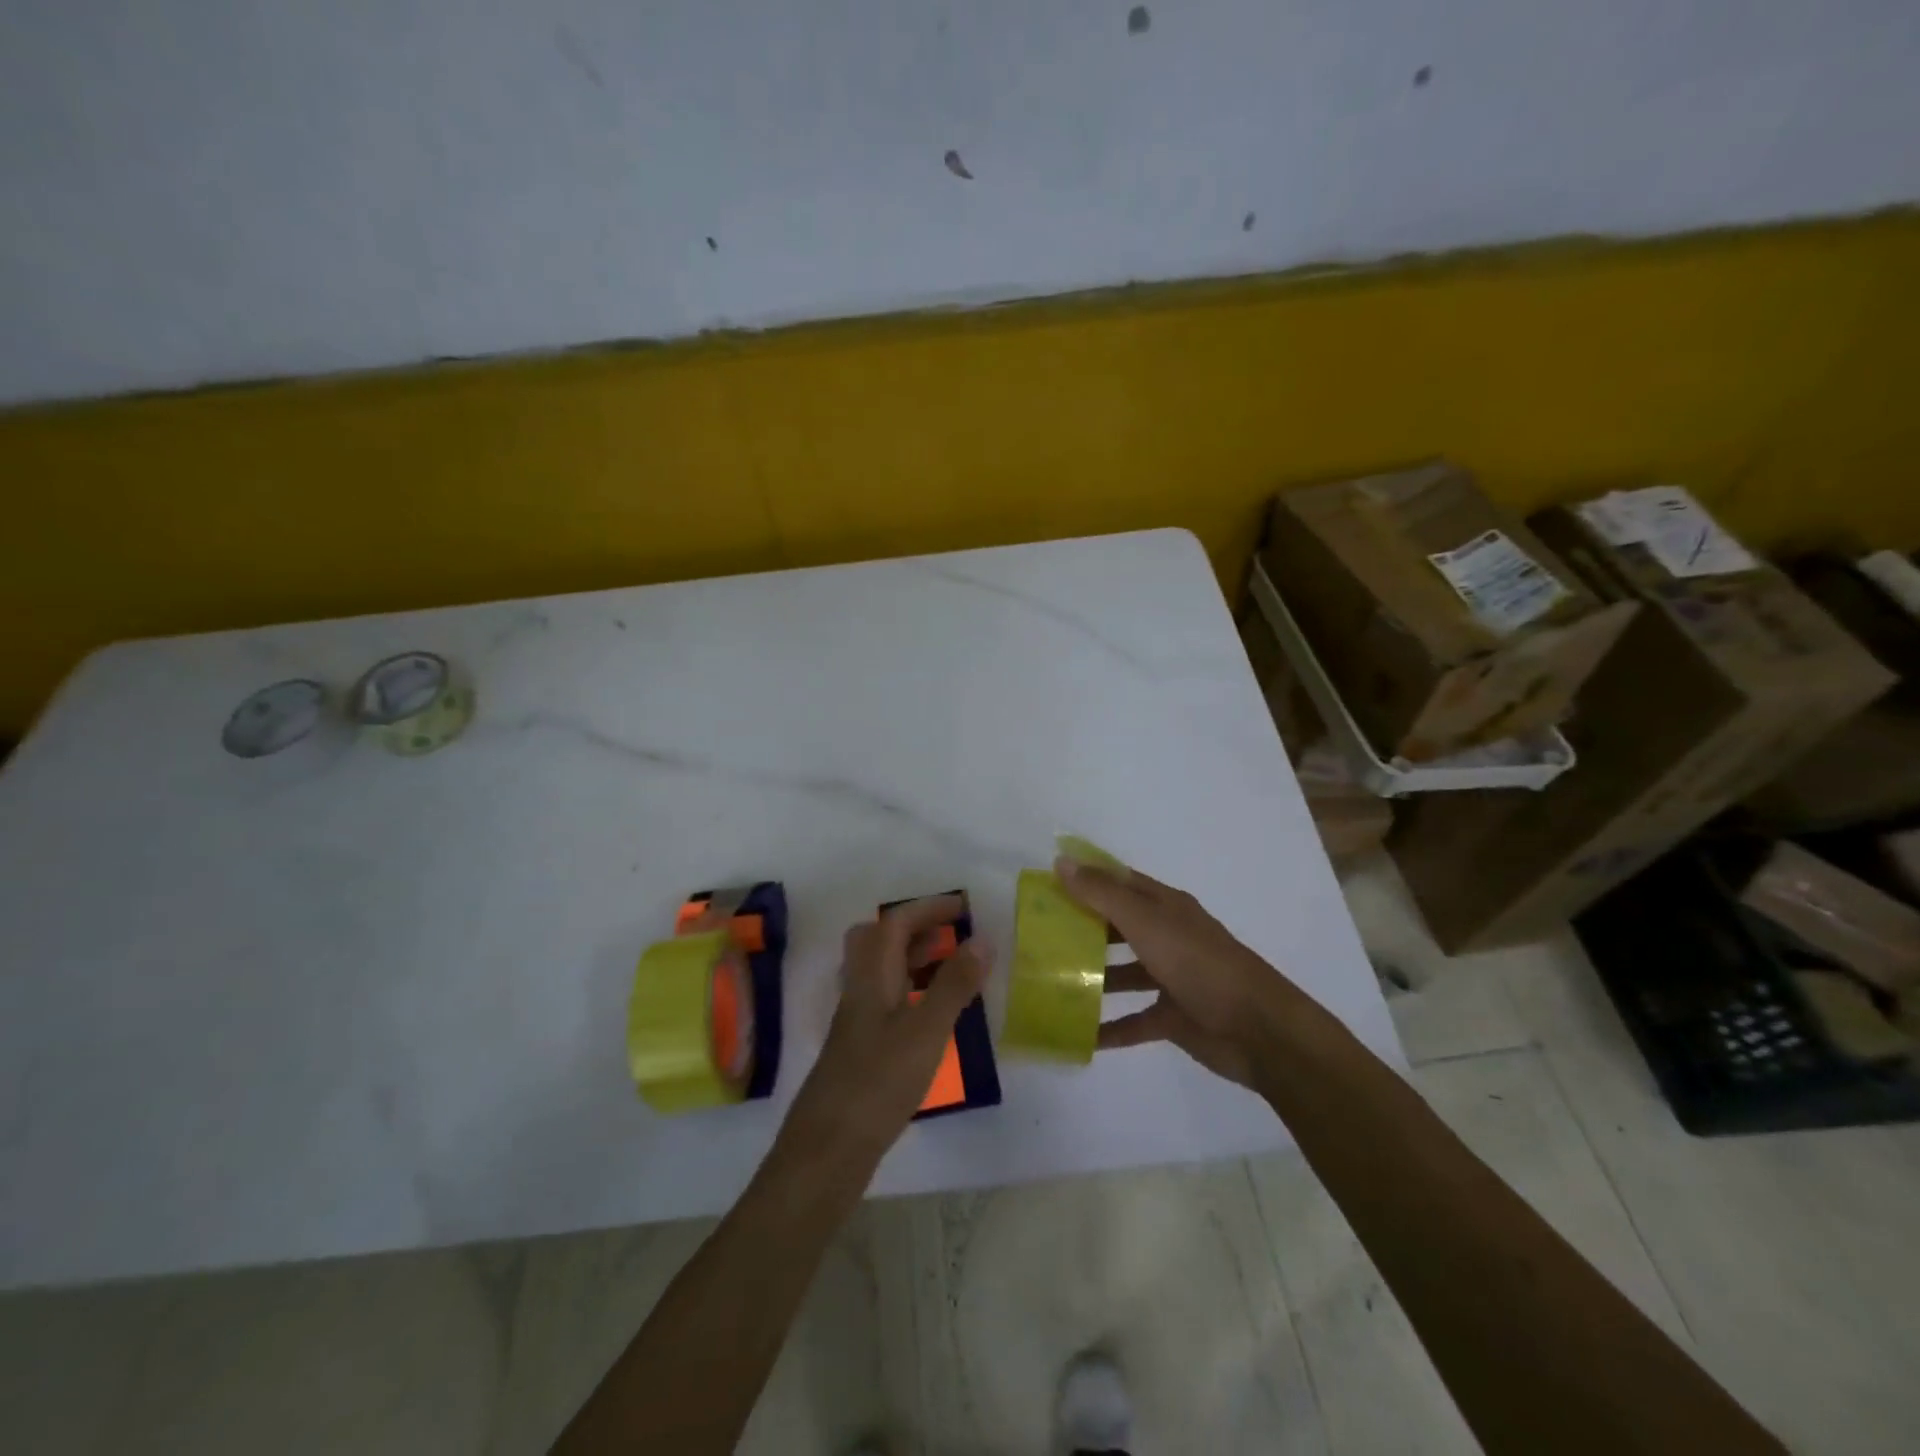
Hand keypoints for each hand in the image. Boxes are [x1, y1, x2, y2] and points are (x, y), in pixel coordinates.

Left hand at [779, 894, 990, 1170]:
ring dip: (914, 960)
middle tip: (953, 936)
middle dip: (916, 929)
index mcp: (870, 977)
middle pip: (879, 942)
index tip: (965, 909)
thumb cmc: (878, 1083)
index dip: (928, 909)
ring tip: (952, 969)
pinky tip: (933, 1017)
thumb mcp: (925, 1031)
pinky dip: (912, 993)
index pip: (895, 923)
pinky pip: (887, 1001)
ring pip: (882, 973)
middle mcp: (859, 991)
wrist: (827, 1151)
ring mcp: (856, 1022)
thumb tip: (982, 939)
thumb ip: (953, 985)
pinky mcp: (860, 1050)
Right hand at [1057, 857, 1293, 1088]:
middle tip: (1039, 936)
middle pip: (1118, 927)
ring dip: (1092, 978)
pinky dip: (1109, 1028)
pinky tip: (1078, 1035)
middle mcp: (1167, 937)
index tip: (1047, 883)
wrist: (1258, 1030)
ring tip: (1051, 984)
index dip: (1087, 878)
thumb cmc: (1199, 964)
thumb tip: (1062, 861)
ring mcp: (1171, 978)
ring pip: (1123, 973)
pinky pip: (1134, 1021)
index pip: (1120, 882)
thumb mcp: (1146, 923)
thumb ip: (1103, 894)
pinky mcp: (1174, 1017)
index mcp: (1165, 907)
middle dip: (1082, 929)